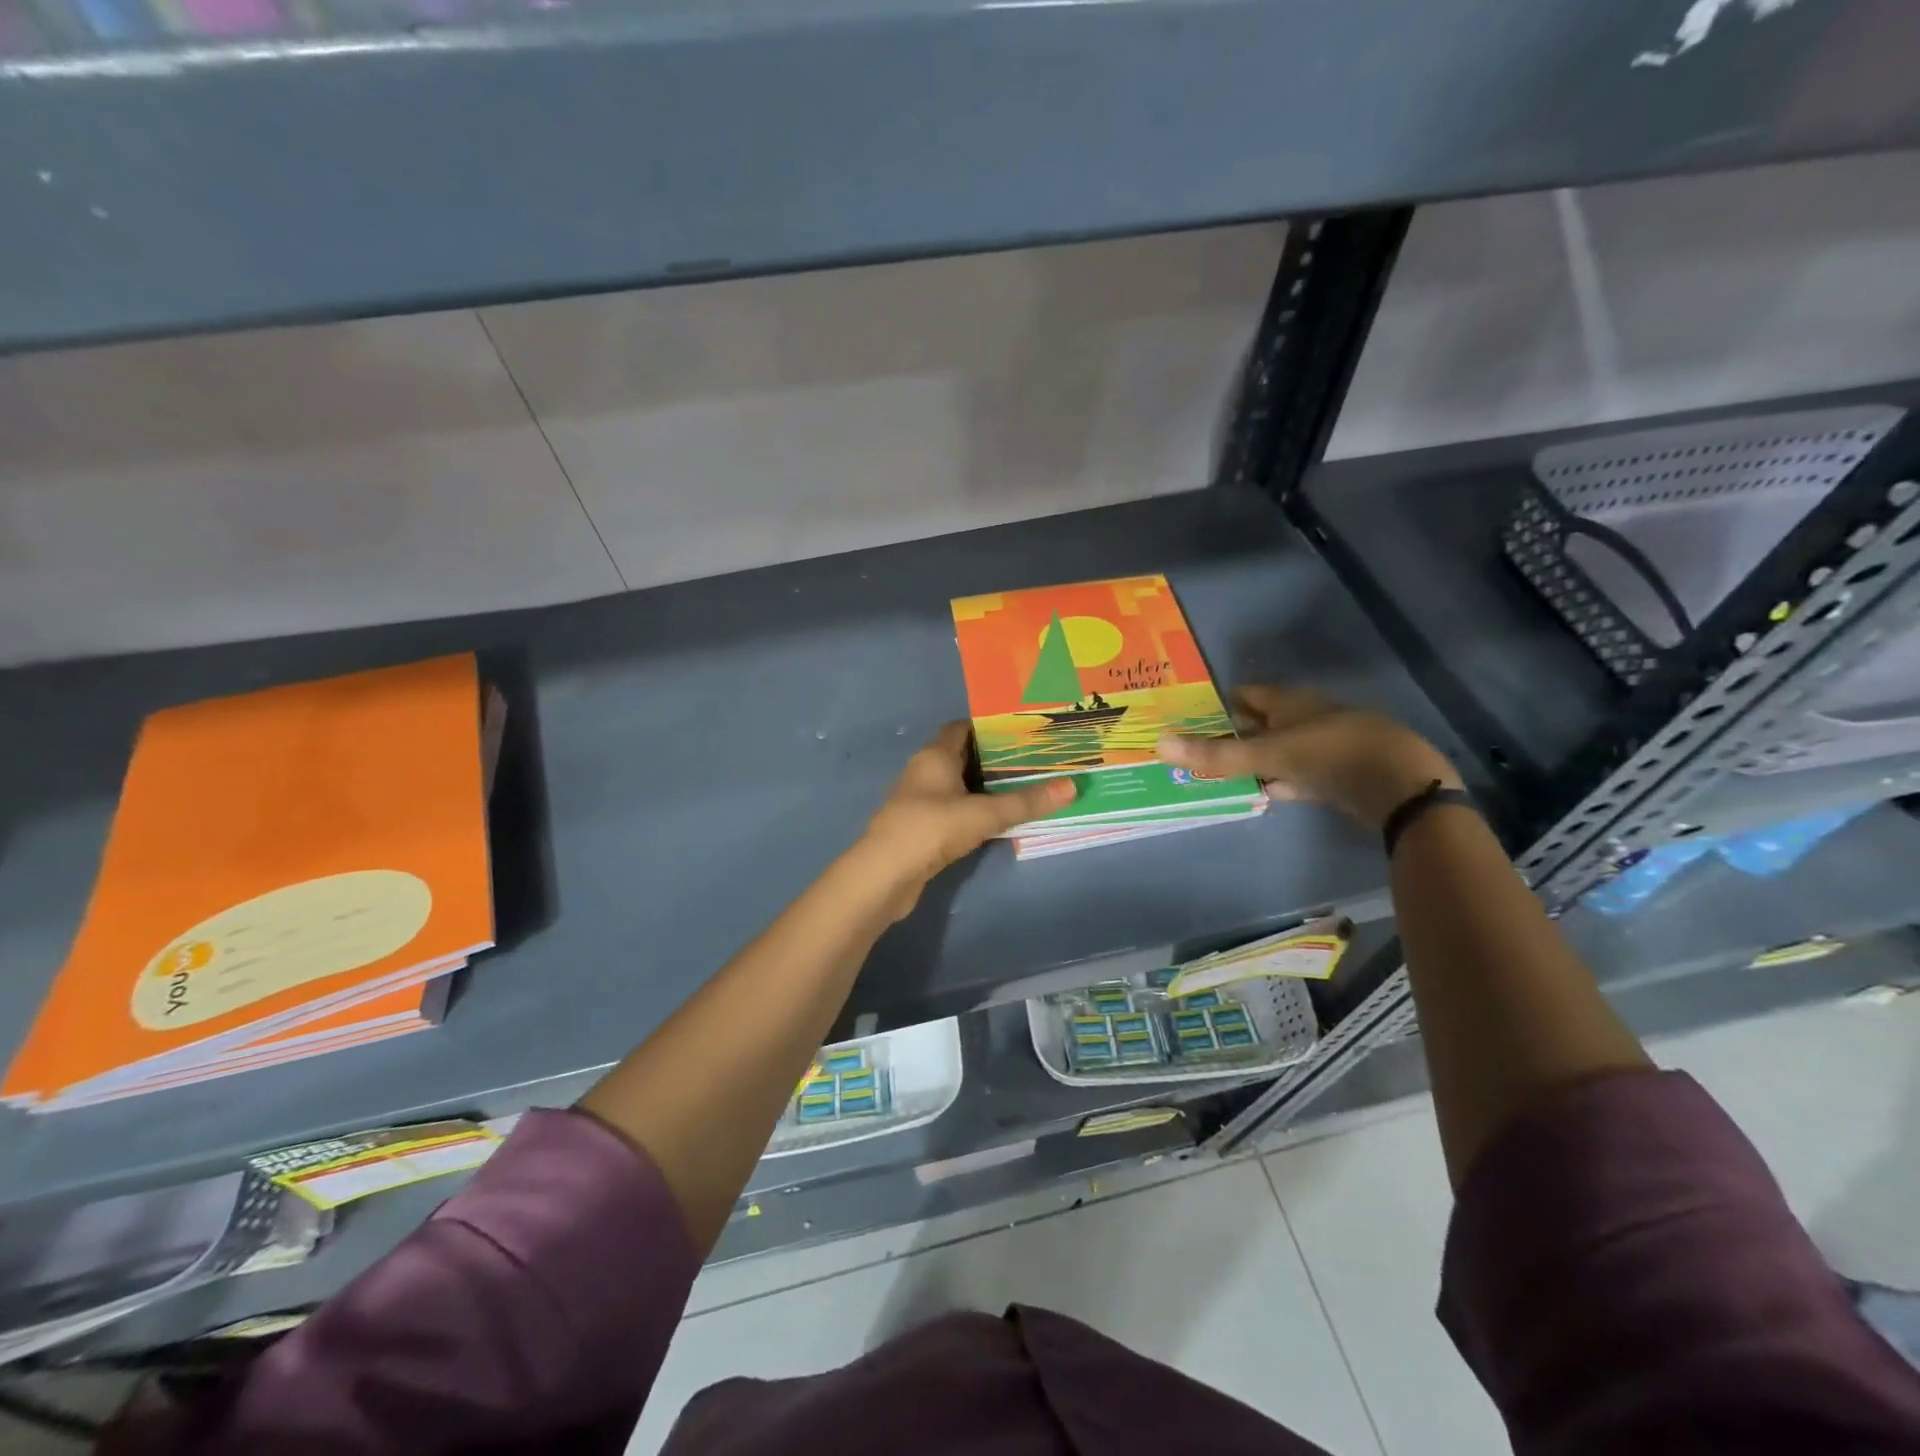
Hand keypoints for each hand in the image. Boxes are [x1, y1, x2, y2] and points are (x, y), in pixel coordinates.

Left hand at [855, 722, 1074, 914]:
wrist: (885, 875)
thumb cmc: (931, 828)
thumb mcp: (984, 814)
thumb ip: (1025, 802)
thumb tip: (1071, 787)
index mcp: (934, 755)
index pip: (961, 728)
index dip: (989, 727)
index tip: (1022, 732)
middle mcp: (923, 771)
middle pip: (960, 756)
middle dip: (992, 758)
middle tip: (1032, 761)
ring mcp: (918, 801)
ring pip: (956, 785)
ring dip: (982, 787)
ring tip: (1021, 789)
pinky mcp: (919, 828)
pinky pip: (951, 810)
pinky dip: (972, 811)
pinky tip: (995, 821)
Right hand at [1157, 686, 1460, 831]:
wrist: (1399, 784)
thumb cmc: (1329, 754)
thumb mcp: (1266, 754)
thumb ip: (1215, 754)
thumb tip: (1158, 743)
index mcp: (1289, 702)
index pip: (1245, 695)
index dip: (1218, 704)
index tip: (1190, 719)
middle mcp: (1305, 717)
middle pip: (1261, 722)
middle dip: (1233, 734)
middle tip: (1199, 750)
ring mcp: (1324, 745)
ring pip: (1280, 749)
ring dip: (1256, 760)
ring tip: (1222, 775)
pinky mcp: (1338, 773)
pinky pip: (1299, 774)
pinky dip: (1281, 781)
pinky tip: (1265, 793)